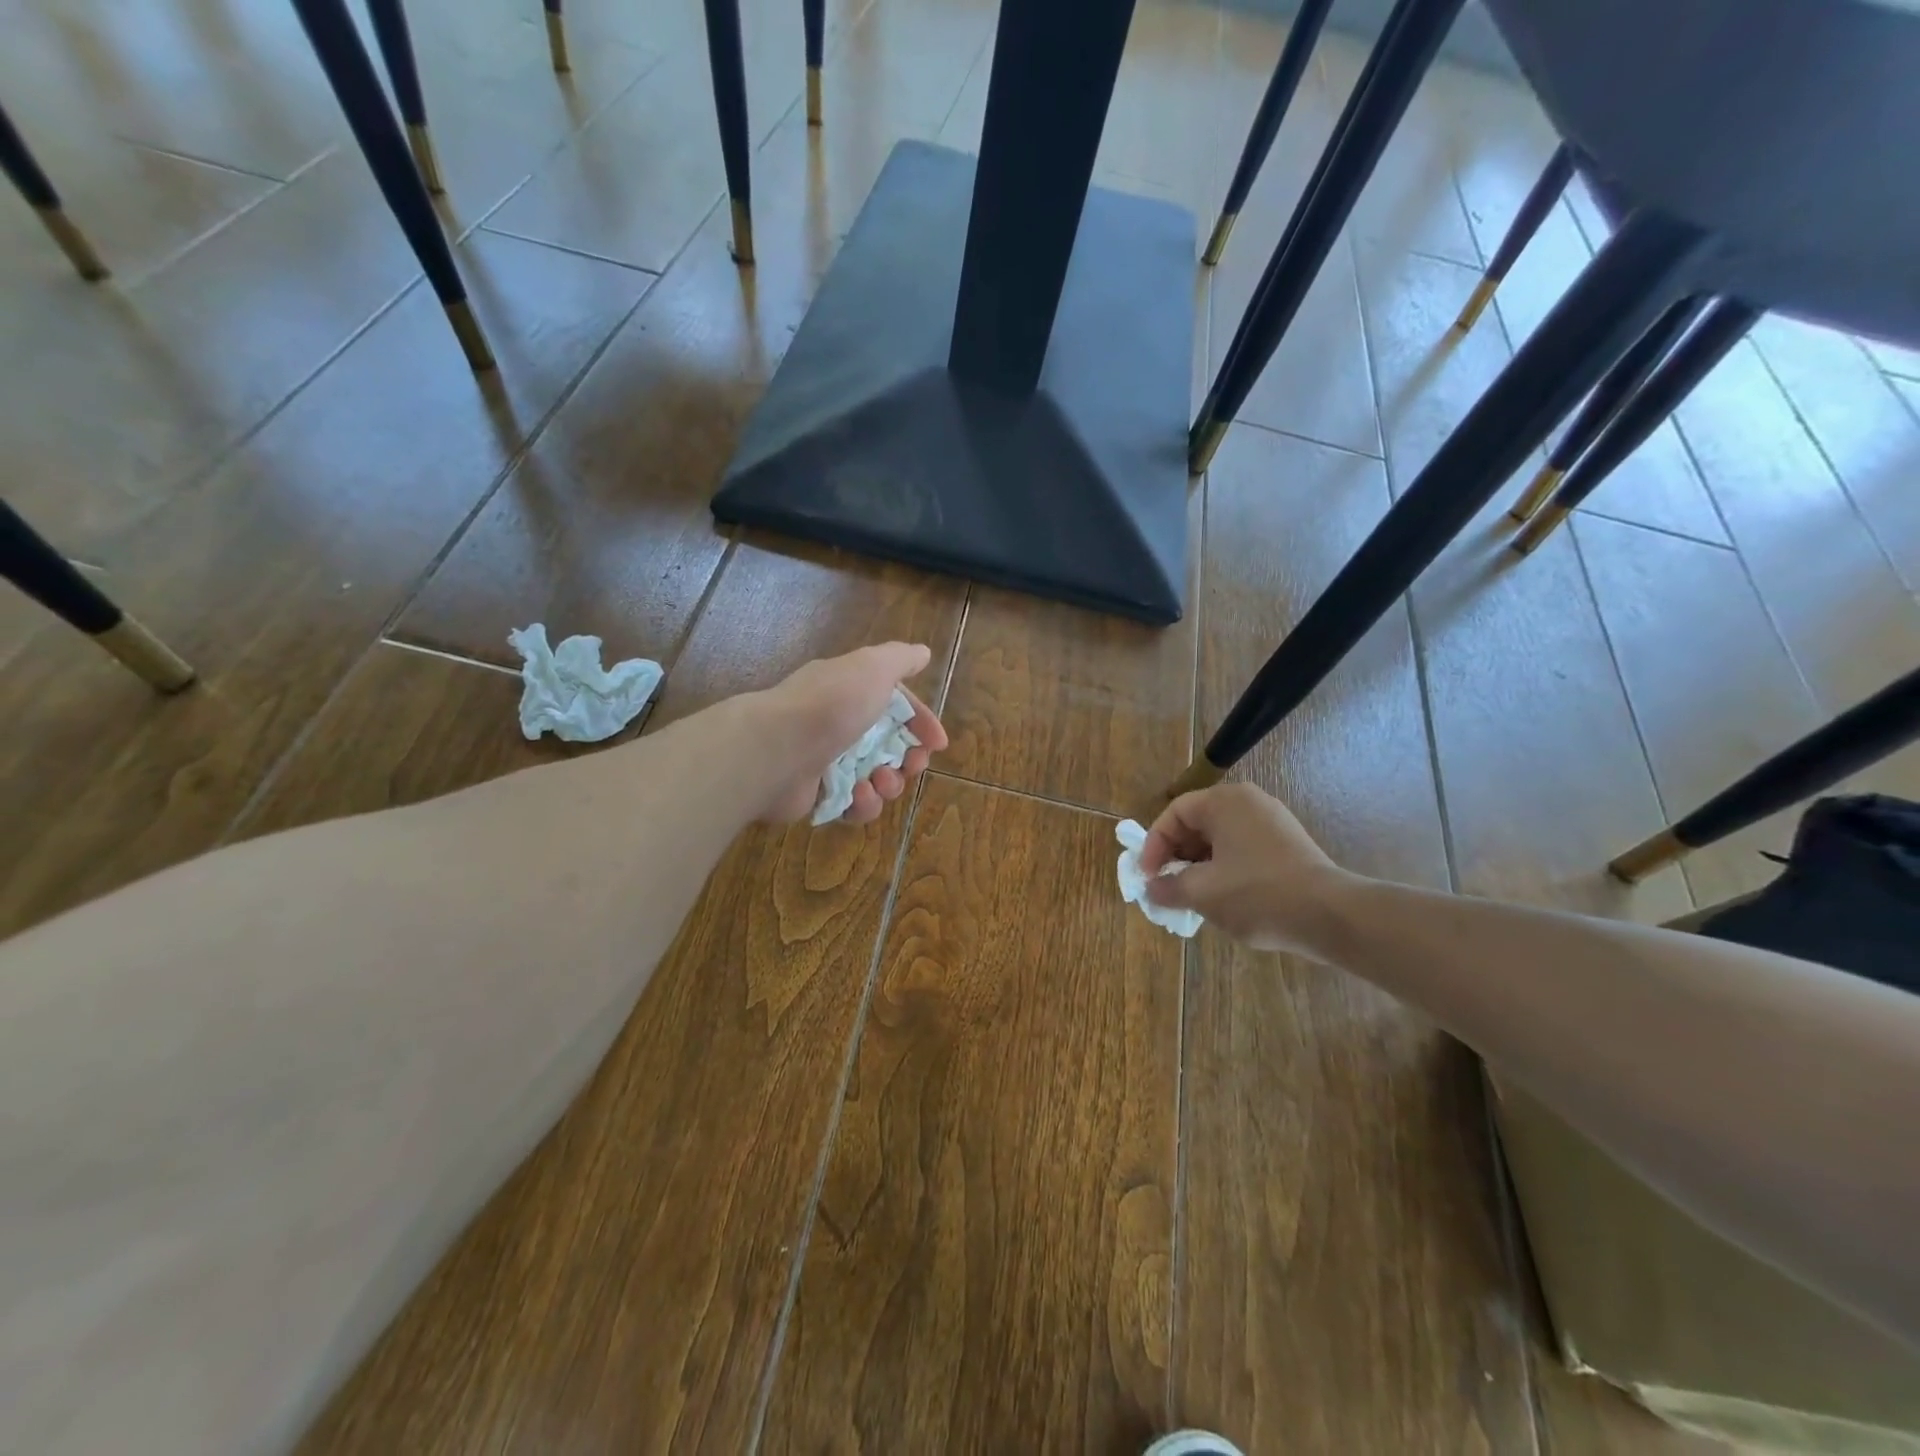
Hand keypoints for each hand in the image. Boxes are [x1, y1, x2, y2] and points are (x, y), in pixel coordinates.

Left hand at [754, 642, 948, 823]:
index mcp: (852, 692)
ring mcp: (828, 762)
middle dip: (910, 759)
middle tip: (913, 765)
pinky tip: (858, 795)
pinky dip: (863, 803)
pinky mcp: (818, 796)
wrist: (776, 748)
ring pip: (876, 779)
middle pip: (890, 747)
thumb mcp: (872, 668)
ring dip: (889, 784)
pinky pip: (854, 806)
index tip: (938, 743)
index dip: (921, 723)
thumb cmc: (831, 704)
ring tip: (880, 781)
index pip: (896, 707)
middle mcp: (840, 725)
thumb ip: (900, 659)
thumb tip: (922, 653)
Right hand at [1141, 782, 1353, 951]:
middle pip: (1197, 823)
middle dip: (1177, 857)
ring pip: (1220, 839)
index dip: (1154, 845)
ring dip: (1199, 865)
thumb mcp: (1203, 893)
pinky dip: (1224, 868)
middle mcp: (1248, 802)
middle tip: (1167, 887)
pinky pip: (1242, 849)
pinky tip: (1223, 898)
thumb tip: (1151, 889)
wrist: (1331, 916)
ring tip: (1192, 897)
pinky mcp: (1287, 844)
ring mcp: (1272, 821)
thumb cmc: (1258, 894)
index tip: (1149, 877)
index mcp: (1224, 801)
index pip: (1175, 814)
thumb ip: (1168, 887)